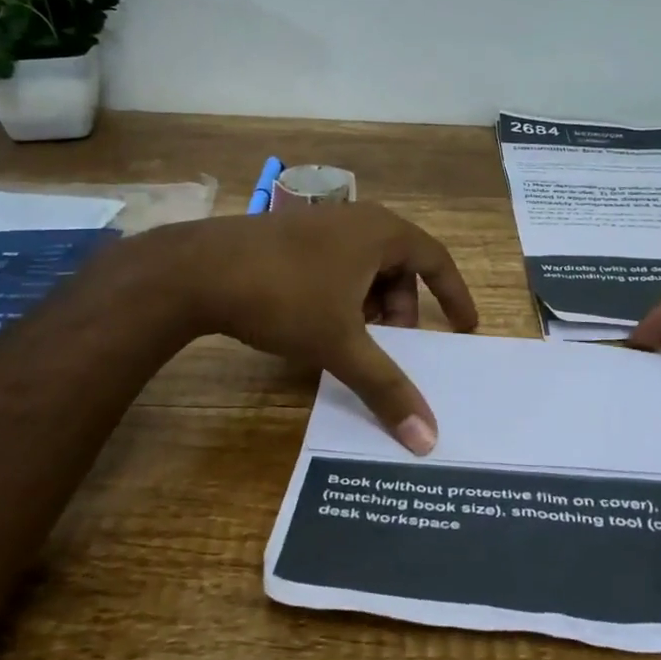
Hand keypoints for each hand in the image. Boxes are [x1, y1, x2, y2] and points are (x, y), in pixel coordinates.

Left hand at [147, 204, 478, 452]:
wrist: (196, 270)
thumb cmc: (284, 296)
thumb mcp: (340, 345)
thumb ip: (386, 388)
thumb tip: (427, 439)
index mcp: (382, 232)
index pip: (437, 260)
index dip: (454, 296)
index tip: (464, 328)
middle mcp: (356, 220)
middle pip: (399, 268)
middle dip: (402, 312)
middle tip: (396, 350)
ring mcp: (319, 225)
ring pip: (364, 269)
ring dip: (370, 308)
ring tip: (355, 343)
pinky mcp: (289, 237)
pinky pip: (335, 267)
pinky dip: (342, 298)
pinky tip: (319, 327)